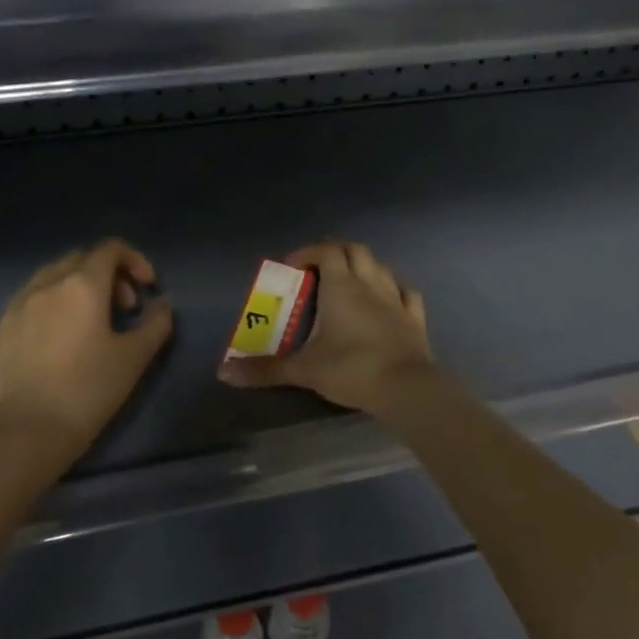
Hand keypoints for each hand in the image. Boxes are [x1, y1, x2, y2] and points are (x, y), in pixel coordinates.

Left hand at [0, 239, 173, 459]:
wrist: (30, 431)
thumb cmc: (89, 390)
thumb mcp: (135, 357)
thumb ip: (156, 323)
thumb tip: (161, 304)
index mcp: (82, 285)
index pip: (110, 249)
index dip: (135, 260)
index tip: (148, 288)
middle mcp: (47, 284)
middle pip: (81, 258)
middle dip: (108, 273)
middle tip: (124, 308)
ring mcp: (18, 304)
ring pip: (52, 275)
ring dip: (78, 285)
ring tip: (90, 320)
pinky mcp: (1, 327)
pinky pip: (30, 298)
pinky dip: (52, 302)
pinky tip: (59, 336)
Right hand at [217, 239, 434, 415]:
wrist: (406, 388)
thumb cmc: (351, 369)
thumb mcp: (303, 370)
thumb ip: (265, 369)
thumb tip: (224, 372)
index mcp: (341, 286)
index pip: (326, 251)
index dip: (308, 252)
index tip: (291, 267)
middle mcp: (370, 284)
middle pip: (355, 250)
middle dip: (335, 252)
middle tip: (316, 270)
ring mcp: (396, 299)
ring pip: (380, 267)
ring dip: (363, 267)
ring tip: (347, 282)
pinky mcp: (415, 319)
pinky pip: (406, 293)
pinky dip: (393, 289)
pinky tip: (387, 299)